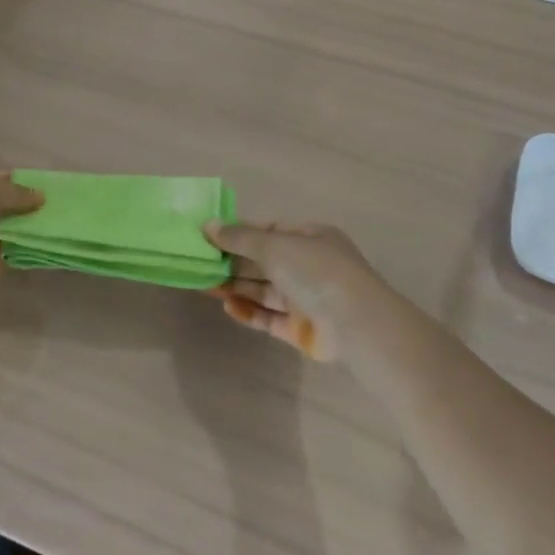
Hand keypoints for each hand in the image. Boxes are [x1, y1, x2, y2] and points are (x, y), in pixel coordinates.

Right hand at [202, 220, 386, 362]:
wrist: (355, 323)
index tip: (209, 237)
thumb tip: (207, 225)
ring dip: (237, 287)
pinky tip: (228, 306)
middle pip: (265, 262)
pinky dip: (249, 311)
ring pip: (265, 290)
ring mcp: (306, 299)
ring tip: (205, 285)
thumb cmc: (315, 271)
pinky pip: (270, 318)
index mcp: (311, 238)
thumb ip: (239, 237)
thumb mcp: (275, 245)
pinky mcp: (301, 329)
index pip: (270, 231)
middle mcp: (309, 266)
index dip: (240, 233)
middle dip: (234, 262)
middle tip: (200, 264)